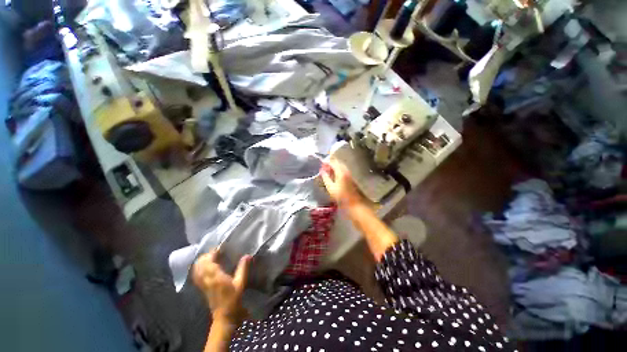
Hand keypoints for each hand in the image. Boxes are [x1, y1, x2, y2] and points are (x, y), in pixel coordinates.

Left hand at [192, 250, 250, 323]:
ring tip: (211, 256)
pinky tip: (206, 266)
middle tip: (217, 251)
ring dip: (202, 261)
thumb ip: (243, 268)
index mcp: (215, 277)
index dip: (213, 252)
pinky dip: (199, 268)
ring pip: (197, 269)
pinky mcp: (202, 288)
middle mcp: (206, 279)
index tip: (221, 247)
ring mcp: (202, 284)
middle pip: (200, 263)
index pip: (209, 260)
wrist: (224, 316)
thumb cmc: (233, 299)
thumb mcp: (240, 283)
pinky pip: (197, 275)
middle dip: (207, 255)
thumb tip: (247, 255)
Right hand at [321, 158, 362, 207]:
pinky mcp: (351, 177)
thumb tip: (322, 171)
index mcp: (340, 172)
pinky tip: (334, 175)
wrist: (357, 203)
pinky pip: (343, 170)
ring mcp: (349, 173)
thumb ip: (326, 178)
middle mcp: (346, 170)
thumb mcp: (331, 188)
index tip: (321, 164)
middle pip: (338, 162)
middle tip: (324, 167)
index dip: (326, 162)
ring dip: (334, 166)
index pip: (333, 162)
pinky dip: (338, 170)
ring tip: (328, 171)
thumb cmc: (342, 197)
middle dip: (331, 163)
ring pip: (341, 166)